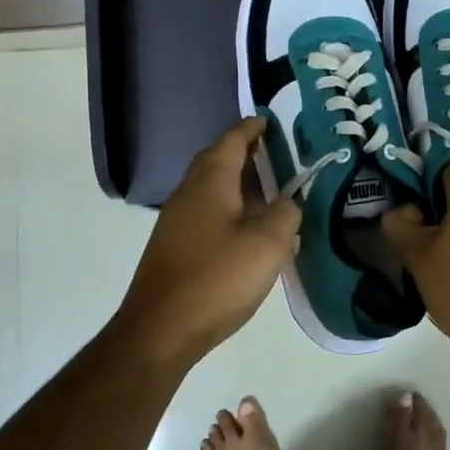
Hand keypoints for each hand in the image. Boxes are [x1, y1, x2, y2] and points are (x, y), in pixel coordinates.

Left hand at [114, 117, 301, 369]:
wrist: (160, 329)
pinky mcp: (175, 246)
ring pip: (210, 188)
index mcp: (210, 182)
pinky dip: (228, 209)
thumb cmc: (217, 278)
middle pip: (216, 160)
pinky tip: (247, 231)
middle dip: (243, 152)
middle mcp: (189, 193)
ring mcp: (176, 221)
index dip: (252, 128)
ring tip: (268, 191)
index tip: (269, 121)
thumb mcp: (267, 244)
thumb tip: (288, 202)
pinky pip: (206, 213)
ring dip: (237, 183)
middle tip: (273, 153)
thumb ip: (285, 214)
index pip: (232, 140)